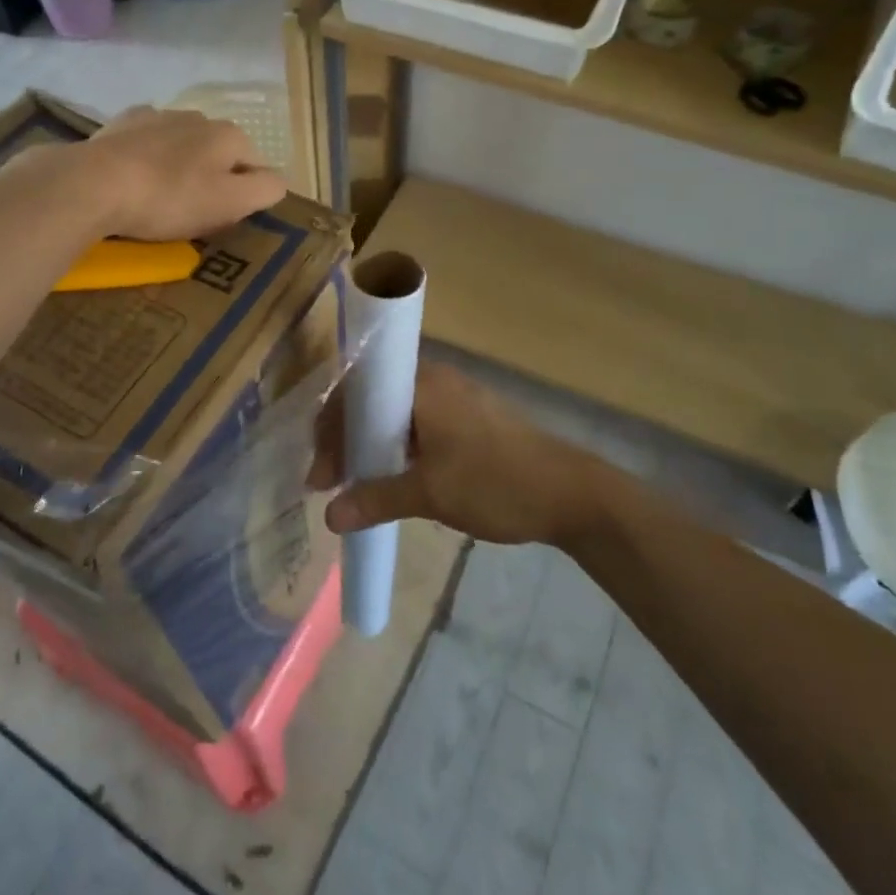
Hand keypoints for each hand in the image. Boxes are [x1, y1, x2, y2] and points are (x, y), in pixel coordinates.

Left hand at [83, 106, 287, 240]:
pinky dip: (148, 155)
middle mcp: (199, 117)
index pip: (256, 166)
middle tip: (193, 214)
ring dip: (180, 165)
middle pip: (219, 153)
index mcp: (229, 135)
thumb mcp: (230, 203)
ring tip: (160, 197)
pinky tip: (135, 176)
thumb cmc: (169, 199)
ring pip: (183, 144)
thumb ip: (264, 190)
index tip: (224, 220)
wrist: (95, 184)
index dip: (246, 195)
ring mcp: (158, 115)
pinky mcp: (122, 123)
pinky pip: (147, 141)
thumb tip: (278, 181)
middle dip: (213, 178)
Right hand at [310, 363, 617, 545]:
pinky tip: (395, 476)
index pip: (355, 393)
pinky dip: (399, 447)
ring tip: (358, 484)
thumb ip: (375, 500)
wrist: (574, 494)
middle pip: (373, 401)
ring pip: (396, 414)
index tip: (321, 476)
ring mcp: (456, 396)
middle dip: (347, 441)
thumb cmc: (496, 482)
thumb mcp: (431, 494)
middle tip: (333, 483)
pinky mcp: (471, 416)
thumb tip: (329, 515)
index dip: (330, 432)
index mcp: (421, 383)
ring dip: (372, 446)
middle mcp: (434, 379)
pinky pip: (419, 423)